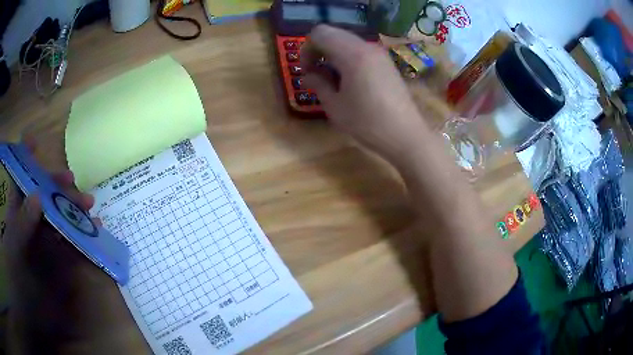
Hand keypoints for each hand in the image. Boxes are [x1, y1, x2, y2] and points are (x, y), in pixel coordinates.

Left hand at [1, 140, 125, 352]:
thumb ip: (22, 223)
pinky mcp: (54, 254)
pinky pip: (66, 239)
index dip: (26, 156)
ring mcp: (43, 237)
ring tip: (89, 207)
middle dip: (57, 185)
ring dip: (72, 209)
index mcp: (18, 209)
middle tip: (73, 182)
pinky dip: (78, 233)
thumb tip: (37, 197)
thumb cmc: (16, 270)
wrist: (27, 303)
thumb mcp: (15, 245)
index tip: (35, 141)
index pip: (21, 176)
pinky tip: (90, 232)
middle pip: (43, 193)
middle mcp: (30, 218)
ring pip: (57, 215)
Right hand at [301, 25, 426, 164]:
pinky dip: (348, 57)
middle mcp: (366, 46)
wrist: (405, 135)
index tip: (306, 70)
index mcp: (352, 54)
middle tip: (315, 73)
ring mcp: (379, 53)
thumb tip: (308, 75)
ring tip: (332, 78)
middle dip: (319, 49)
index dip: (307, 49)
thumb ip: (318, 84)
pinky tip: (349, 79)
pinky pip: (360, 50)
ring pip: (347, 41)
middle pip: (333, 33)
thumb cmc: (367, 123)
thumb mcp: (335, 106)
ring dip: (333, 53)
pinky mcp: (386, 62)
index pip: (320, 34)